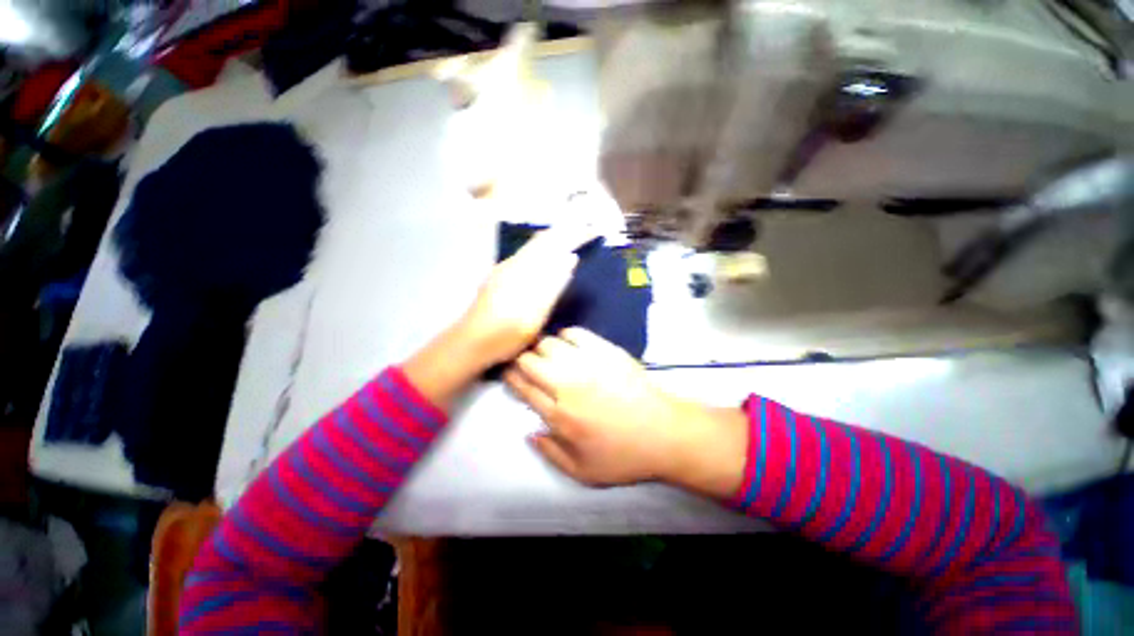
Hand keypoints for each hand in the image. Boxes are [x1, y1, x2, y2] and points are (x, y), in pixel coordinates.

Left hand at [456, 225, 594, 367]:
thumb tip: (570, 258)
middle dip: (565, 232)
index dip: (573, 235)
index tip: (592, 230)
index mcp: (522, 269)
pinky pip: (526, 255)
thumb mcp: (534, 315)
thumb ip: (552, 286)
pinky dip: (541, 249)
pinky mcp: (499, 277)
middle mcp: (512, 263)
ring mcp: (503, 269)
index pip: (553, 242)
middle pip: (542, 240)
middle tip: (586, 229)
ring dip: (553, 239)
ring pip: (532, 246)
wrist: (470, 343)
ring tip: (570, 236)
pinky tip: (544, 255)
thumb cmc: (505, 333)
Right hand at [504, 328, 748, 494]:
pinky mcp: (606, 351)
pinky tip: (569, 344)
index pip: (524, 388)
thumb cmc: (624, 455)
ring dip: (542, 348)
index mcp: (559, 415)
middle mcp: (567, 385)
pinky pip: (575, 333)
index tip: (508, 373)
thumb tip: (529, 431)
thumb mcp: (583, 472)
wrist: (665, 432)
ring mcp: (588, 364)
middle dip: (521, 360)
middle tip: (526, 363)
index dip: (511, 377)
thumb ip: (550, 453)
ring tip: (547, 354)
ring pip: (549, 344)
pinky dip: (566, 336)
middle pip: (530, 361)